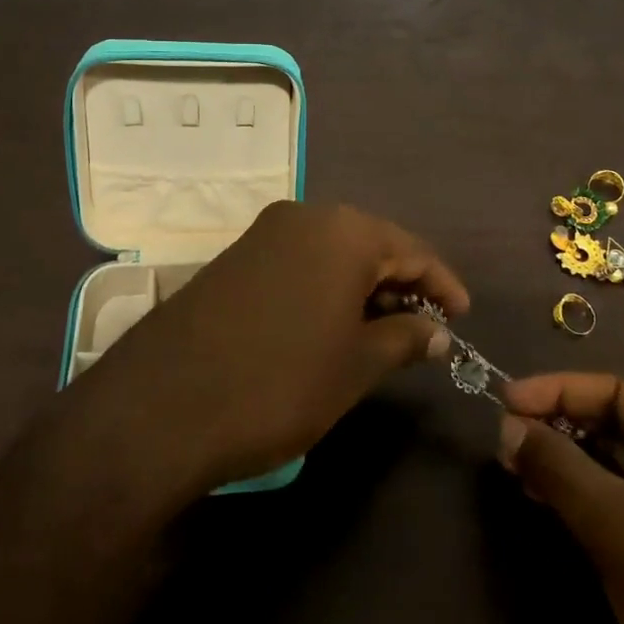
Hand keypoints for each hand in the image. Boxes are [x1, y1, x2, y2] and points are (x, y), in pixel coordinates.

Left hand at [75, 202, 468, 493]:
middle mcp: (303, 216)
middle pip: (370, 244)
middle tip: (424, 329)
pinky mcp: (232, 258)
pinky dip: (324, 288)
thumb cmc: (279, 383)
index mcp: (343, 231)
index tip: (463, 318)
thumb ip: (404, 338)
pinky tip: (329, 325)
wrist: (160, 406)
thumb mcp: (355, 366)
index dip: (443, 285)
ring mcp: (262, 234)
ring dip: (361, 287)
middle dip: (401, 284)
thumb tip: (437, 330)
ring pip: (331, 253)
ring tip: (382, 331)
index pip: (412, 250)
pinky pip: (297, 262)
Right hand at [498, 375, 623, 623]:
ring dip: (572, 462)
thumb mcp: (616, 528)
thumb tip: (506, 428)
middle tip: (506, 439)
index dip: (559, 391)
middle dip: (563, 428)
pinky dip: (593, 495)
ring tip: (517, 468)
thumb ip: (557, 467)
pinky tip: (550, 499)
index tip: (504, 400)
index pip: (623, 392)